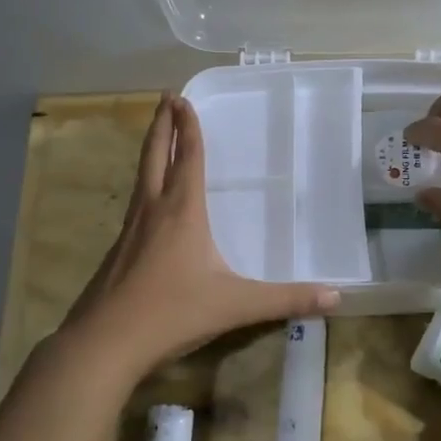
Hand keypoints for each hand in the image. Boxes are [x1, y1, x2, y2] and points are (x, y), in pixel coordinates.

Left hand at [62, 95, 340, 372]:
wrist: (104, 343)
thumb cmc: (172, 313)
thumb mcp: (235, 305)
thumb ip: (286, 299)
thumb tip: (336, 296)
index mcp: (182, 212)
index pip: (188, 158)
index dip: (188, 127)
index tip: (182, 98)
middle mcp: (153, 211)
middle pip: (156, 155)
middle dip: (162, 124)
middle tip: (165, 97)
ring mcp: (130, 230)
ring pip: (141, 177)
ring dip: (151, 150)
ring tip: (158, 136)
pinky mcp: (117, 250)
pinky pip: (135, 203)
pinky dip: (145, 184)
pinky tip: (149, 201)